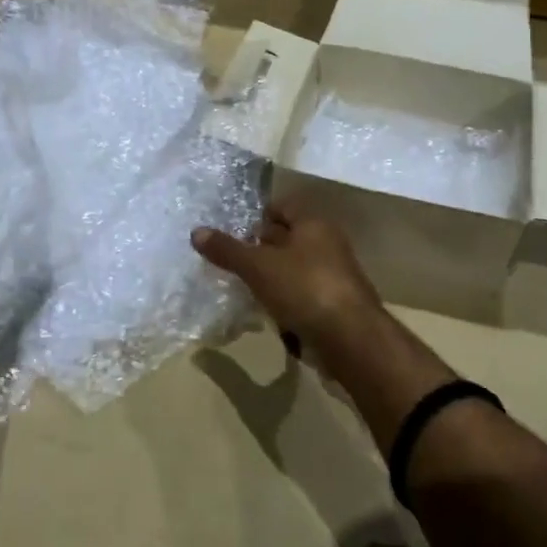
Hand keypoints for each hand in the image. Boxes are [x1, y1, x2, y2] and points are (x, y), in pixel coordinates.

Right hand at [192, 198, 382, 349]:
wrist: (350, 340)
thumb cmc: (304, 289)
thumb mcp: (258, 267)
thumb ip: (228, 250)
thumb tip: (196, 231)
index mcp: (314, 224)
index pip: (282, 206)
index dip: (257, 214)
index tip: (232, 230)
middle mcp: (327, 244)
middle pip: (288, 237)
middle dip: (260, 247)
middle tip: (229, 258)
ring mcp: (333, 276)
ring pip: (293, 269)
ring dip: (270, 277)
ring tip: (241, 286)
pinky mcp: (333, 306)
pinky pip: (301, 295)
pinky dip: (283, 300)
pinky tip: (265, 312)